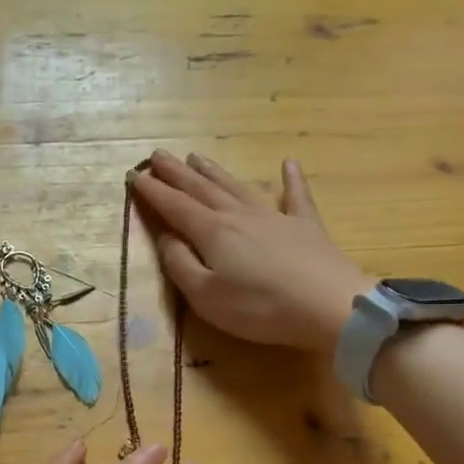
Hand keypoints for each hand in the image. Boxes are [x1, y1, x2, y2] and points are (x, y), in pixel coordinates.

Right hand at [129, 151, 374, 353]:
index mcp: (212, 232)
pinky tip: (289, 163)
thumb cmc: (260, 307)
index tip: (133, 176)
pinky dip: (292, 179)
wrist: (330, 306)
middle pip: (202, 189)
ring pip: (237, 187)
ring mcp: (275, 217)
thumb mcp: (206, 296)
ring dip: (214, 171)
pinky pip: (296, 196)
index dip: (152, 191)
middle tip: (157, 156)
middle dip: (176, 173)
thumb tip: (167, 237)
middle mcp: (239, 215)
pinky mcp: (306, 227)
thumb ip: (180, 265)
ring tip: (196, 157)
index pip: (174, 207)